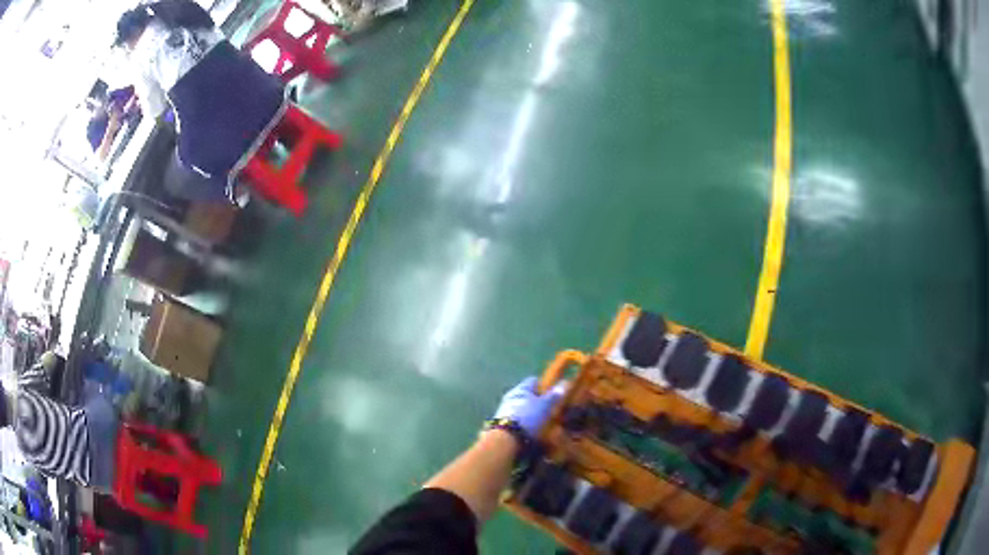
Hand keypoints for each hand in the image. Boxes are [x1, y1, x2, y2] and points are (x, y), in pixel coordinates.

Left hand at [492, 377, 565, 436]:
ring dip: (533, 415)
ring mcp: (505, 412)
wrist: (506, 441)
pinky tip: (535, 433)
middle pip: (529, 396)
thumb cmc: (527, 418)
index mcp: (521, 388)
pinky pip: (519, 422)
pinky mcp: (504, 425)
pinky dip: (527, 425)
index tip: (556, 393)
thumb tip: (564, 384)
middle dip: (540, 402)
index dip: (546, 385)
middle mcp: (511, 397)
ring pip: (524, 409)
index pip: (534, 381)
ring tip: (546, 424)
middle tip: (554, 410)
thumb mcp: (545, 406)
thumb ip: (554, 395)